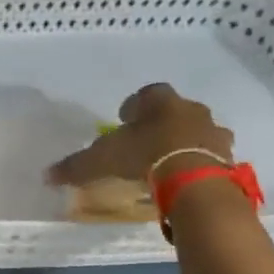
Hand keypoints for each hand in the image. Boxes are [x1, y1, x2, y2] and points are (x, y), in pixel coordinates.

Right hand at [46, 83, 233, 186]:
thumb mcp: (101, 161)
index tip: (124, 122)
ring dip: (183, 143)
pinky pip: (210, 155)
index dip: (134, 106)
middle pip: (174, 111)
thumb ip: (75, 166)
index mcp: (160, 102)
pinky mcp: (227, 156)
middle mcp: (190, 109)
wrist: (193, 180)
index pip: (146, 94)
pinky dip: (198, 163)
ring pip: (196, 132)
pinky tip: (184, 178)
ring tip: (167, 163)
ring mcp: (213, 132)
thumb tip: (46, 175)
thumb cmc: (144, 157)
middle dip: (160, 124)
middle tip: (145, 143)